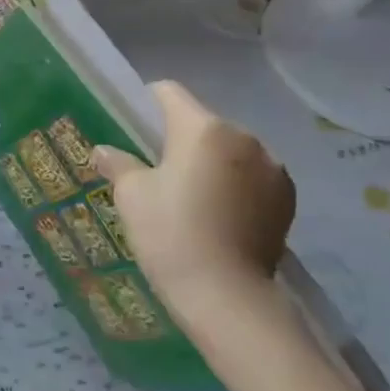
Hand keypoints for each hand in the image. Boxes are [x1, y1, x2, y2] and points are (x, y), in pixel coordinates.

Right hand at [93, 81, 297, 337]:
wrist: (227, 297)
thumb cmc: (171, 235)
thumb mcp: (132, 196)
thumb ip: (118, 164)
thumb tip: (103, 151)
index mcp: (203, 128)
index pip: (169, 93)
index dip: (145, 103)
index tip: (132, 127)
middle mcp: (244, 137)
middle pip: (202, 123)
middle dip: (178, 139)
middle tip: (155, 170)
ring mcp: (272, 168)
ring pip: (229, 150)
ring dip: (210, 162)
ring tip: (190, 197)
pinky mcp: (286, 198)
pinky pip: (251, 176)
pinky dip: (234, 185)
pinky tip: (218, 216)